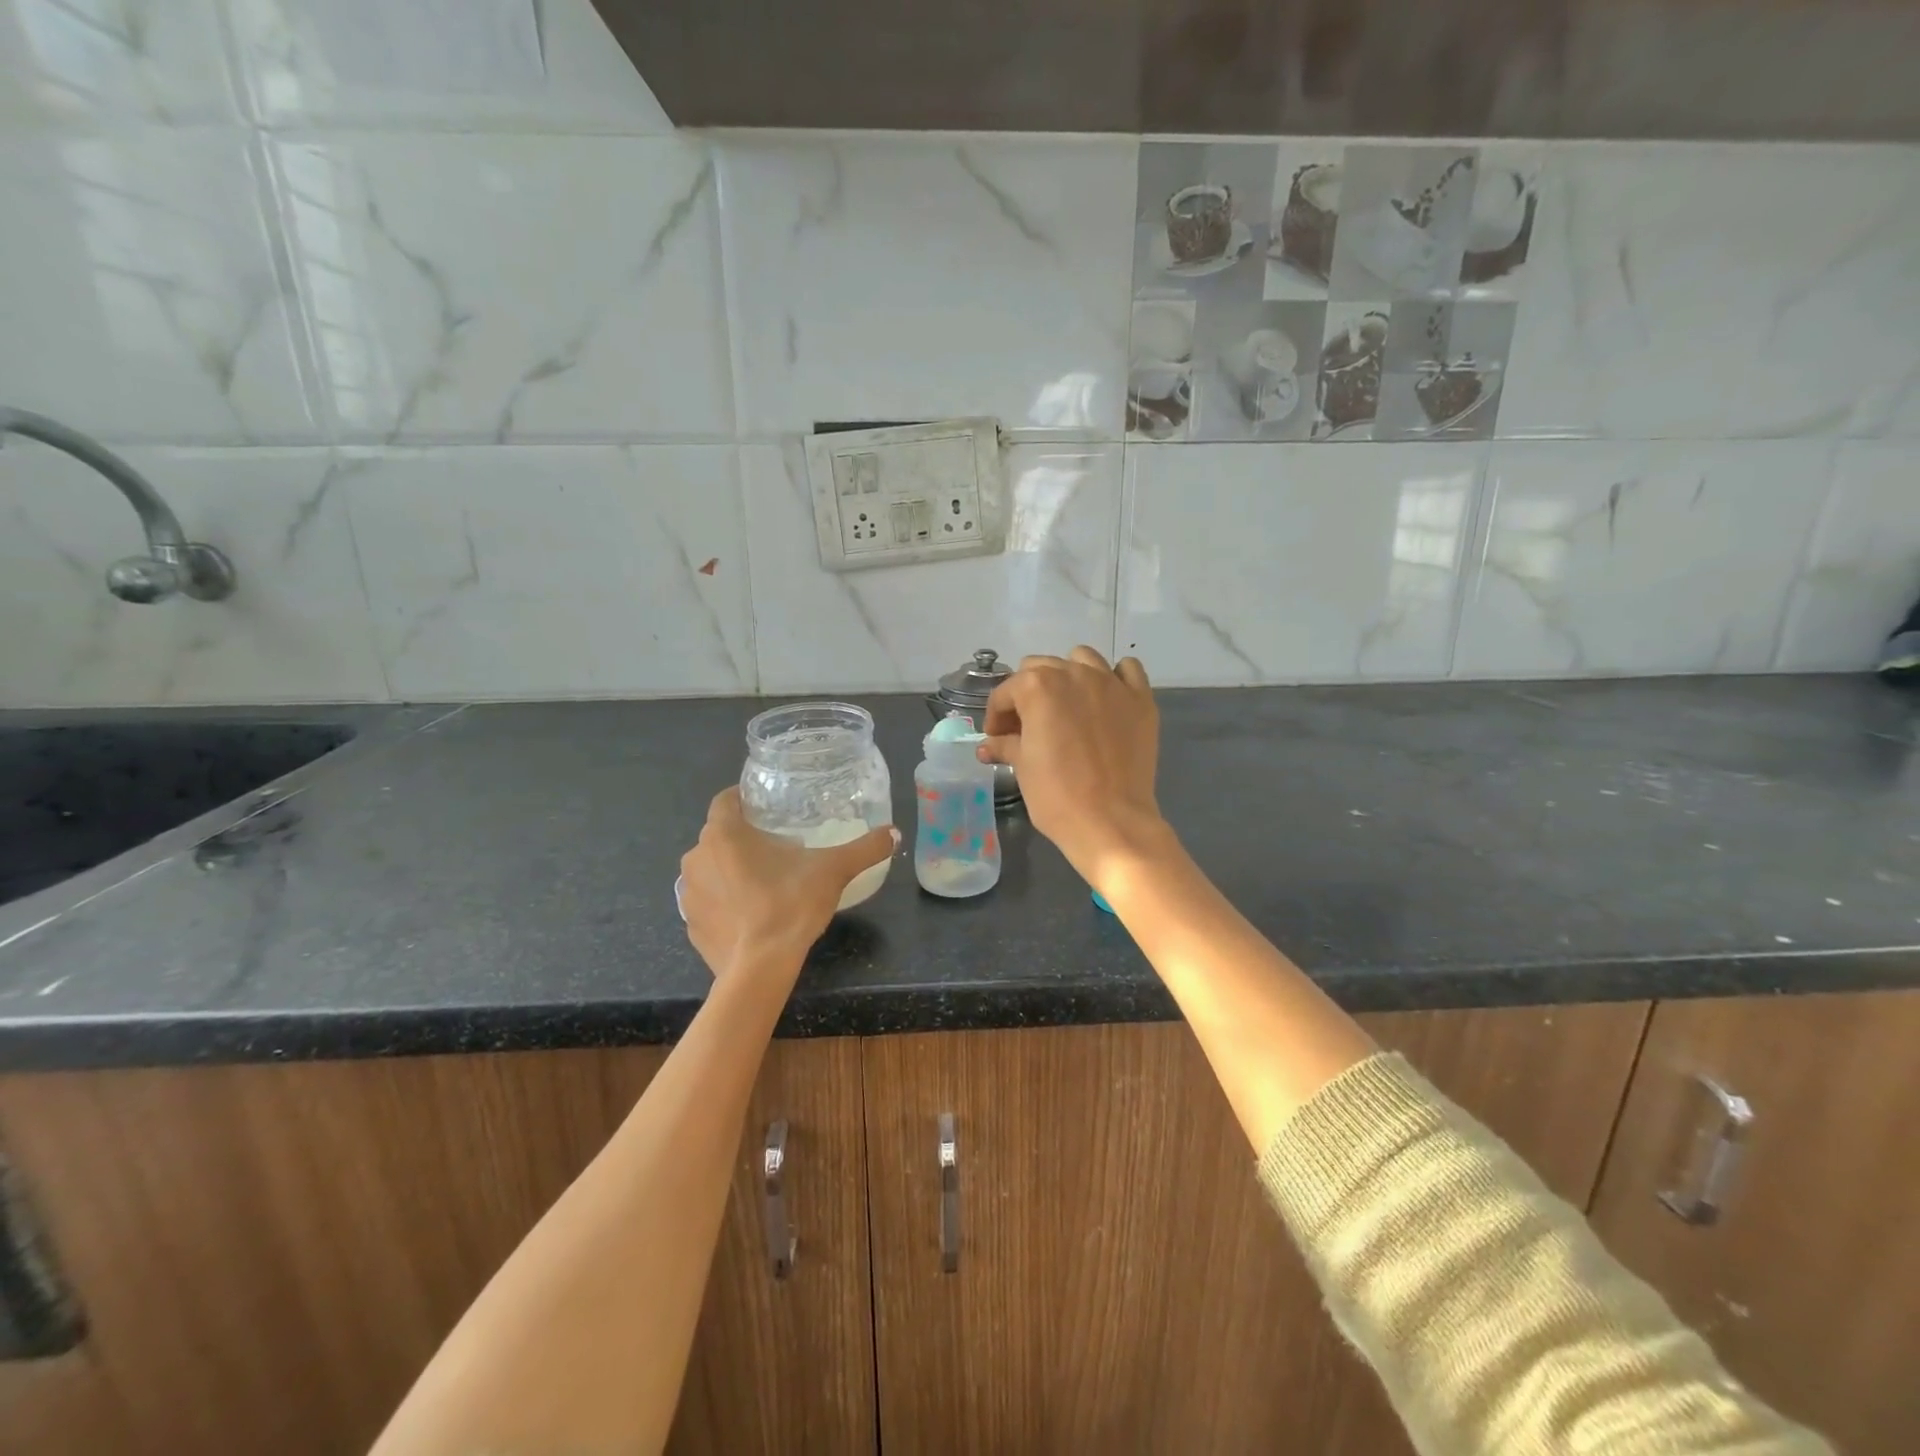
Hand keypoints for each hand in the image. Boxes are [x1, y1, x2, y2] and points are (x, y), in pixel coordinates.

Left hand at [679, 789, 897, 982]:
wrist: (759, 969)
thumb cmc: (791, 905)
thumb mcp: (834, 871)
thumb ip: (865, 848)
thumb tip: (894, 833)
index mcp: (724, 834)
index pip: (725, 800)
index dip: (744, 799)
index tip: (766, 808)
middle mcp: (697, 857)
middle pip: (719, 835)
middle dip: (742, 838)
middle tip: (776, 847)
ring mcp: (688, 894)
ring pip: (710, 869)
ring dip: (729, 871)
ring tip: (762, 881)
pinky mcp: (690, 925)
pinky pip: (707, 902)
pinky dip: (724, 903)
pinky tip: (749, 915)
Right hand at [976, 646, 1169, 888]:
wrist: (1111, 821)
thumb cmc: (1056, 795)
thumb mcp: (1023, 767)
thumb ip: (1005, 744)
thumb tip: (988, 745)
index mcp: (1037, 686)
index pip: (1006, 692)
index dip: (996, 716)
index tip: (996, 738)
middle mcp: (1074, 673)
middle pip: (1041, 668)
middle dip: (1027, 694)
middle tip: (1026, 726)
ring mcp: (1111, 683)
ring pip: (1083, 659)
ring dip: (1068, 676)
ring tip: (1066, 707)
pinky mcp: (1140, 700)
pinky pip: (1127, 671)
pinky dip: (1114, 678)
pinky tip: (1106, 700)